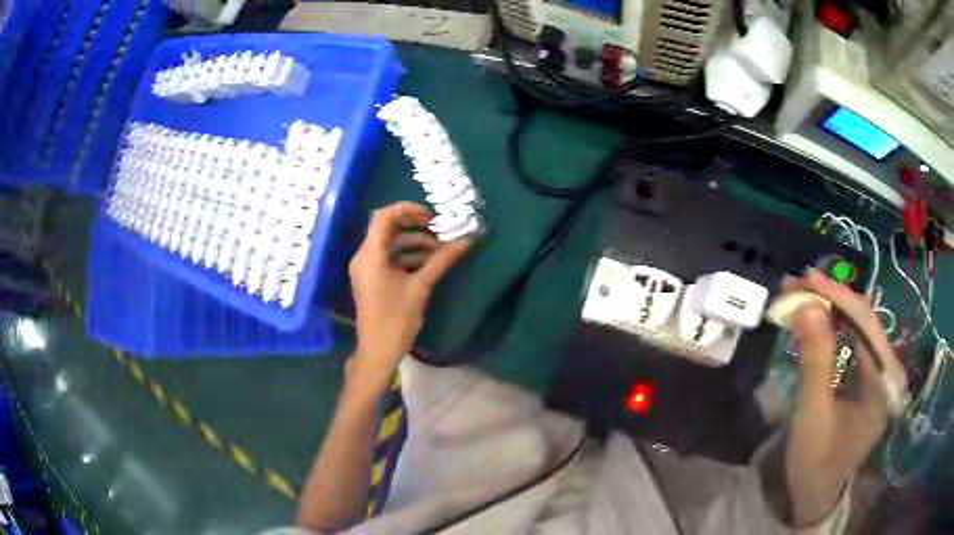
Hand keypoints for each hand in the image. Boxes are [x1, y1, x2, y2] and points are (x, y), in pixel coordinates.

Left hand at [348, 202, 471, 390]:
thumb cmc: (396, 319)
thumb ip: (441, 260)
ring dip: (414, 243)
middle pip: (387, 229)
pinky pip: (389, 258)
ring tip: (440, 249)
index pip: (383, 217)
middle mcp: (364, 256)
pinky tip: (430, 262)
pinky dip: (408, 256)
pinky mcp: (372, 278)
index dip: (407, 210)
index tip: (431, 216)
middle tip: (439, 230)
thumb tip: (466, 241)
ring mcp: (367, 268)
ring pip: (390, 244)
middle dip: (415, 227)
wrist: (378, 351)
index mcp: (370, 255)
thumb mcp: (420, 287)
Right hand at [782, 269, 906, 525]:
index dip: (837, 296)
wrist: (818, 494)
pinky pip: (856, 340)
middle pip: (865, 319)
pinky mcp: (872, 376)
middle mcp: (889, 370)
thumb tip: (806, 307)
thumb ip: (815, 362)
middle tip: (797, 286)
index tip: (806, 278)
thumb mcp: (812, 417)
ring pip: (860, 325)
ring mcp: (882, 372)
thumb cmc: (816, 463)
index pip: (865, 323)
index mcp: (884, 382)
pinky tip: (819, 319)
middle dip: (832, 299)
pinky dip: (835, 326)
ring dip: (832, 308)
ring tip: (802, 297)